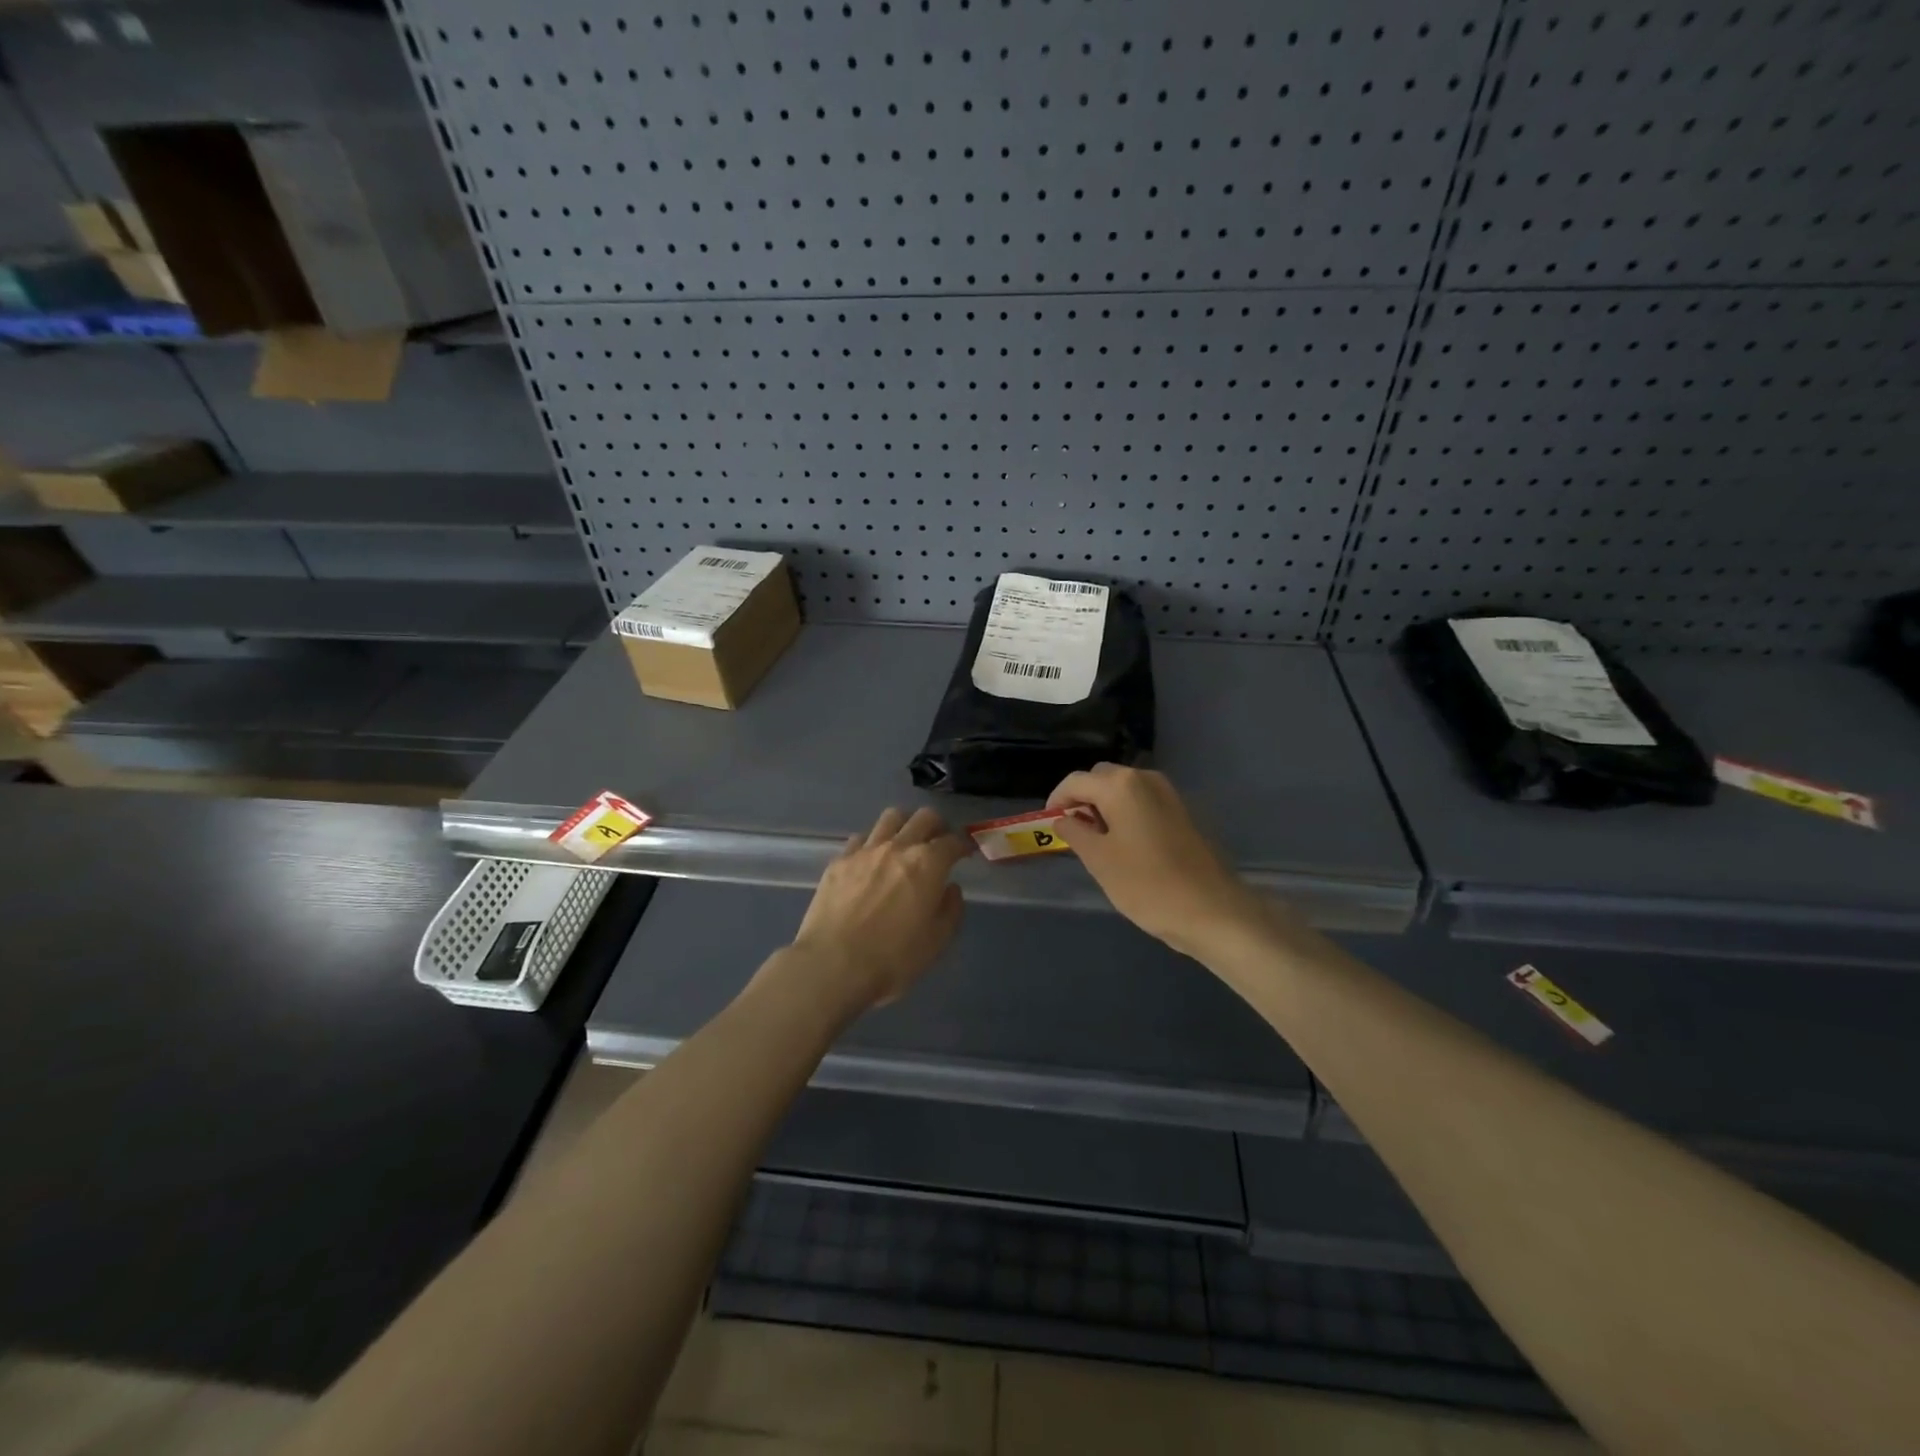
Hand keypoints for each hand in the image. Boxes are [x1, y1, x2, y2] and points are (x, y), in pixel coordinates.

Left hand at [788, 806, 969, 1012]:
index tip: (966, 851)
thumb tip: (950, 889)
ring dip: (904, 825)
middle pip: (924, 817)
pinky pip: (861, 838)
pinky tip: (872, 860)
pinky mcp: (839, 860)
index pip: (953, 841)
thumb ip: (951, 909)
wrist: (833, 965)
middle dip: (937, 825)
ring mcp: (865, 850)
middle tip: (938, 841)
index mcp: (928, 864)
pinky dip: (873, 843)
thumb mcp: (936, 942)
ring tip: (905, 842)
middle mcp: (898, 846)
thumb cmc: (893, 958)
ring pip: (891, 817)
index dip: (964, 844)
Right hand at [1048, 764, 1269, 959]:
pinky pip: (1143, 802)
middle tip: (1072, 831)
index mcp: (1121, 785)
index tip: (1048, 824)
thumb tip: (1062, 819)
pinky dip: (1126, 813)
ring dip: (1105, 806)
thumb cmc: (1146, 884)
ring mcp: (1168, 794)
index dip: (1057, 800)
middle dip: (1082, 799)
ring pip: (1124, 789)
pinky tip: (1125, 845)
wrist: (1211, 910)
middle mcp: (1145, 779)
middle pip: (1101, 778)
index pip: (1075, 781)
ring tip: (1096, 841)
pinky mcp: (1182, 812)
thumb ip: (1075, 833)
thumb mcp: (1099, 860)